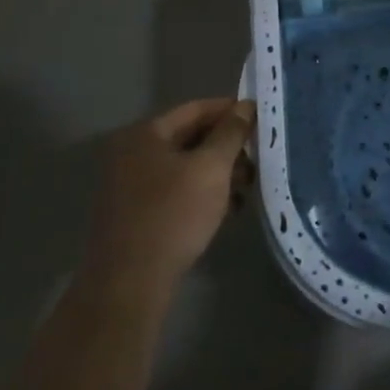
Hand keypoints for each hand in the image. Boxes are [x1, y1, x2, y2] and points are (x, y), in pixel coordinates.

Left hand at [82, 98, 254, 293]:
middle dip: (227, 146)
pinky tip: (226, 209)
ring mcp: (129, 185)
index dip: (230, 111)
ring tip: (247, 187)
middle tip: (257, 158)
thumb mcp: (211, 168)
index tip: (260, 119)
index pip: (196, 109)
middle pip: (189, 137)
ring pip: (184, 166)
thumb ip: (231, 133)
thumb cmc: (173, 214)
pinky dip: (200, 193)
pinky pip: (175, 190)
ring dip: (217, 172)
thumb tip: (245, 106)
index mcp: (145, 134)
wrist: (129, 283)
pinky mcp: (134, 214)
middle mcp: (131, 153)